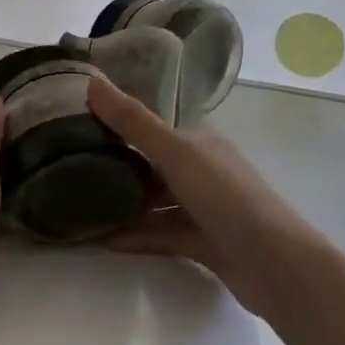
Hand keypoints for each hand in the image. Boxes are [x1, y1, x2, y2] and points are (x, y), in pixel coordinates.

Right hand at [87, 74, 316, 317]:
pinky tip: (103, 240)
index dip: (118, 128)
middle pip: (152, 167)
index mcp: (199, 144)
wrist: (274, 263)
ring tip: (80, 208)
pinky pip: (161, 235)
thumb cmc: (225, 197)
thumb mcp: (175, 153)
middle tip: (70, 171)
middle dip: (116, 168)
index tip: (77, 131)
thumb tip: (91, 81)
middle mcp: (203, 172)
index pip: (153, 130)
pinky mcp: (203, 244)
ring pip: (156, 203)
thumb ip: (133, 122)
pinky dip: (136, 236)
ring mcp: (204, 210)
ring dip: (124, 205)